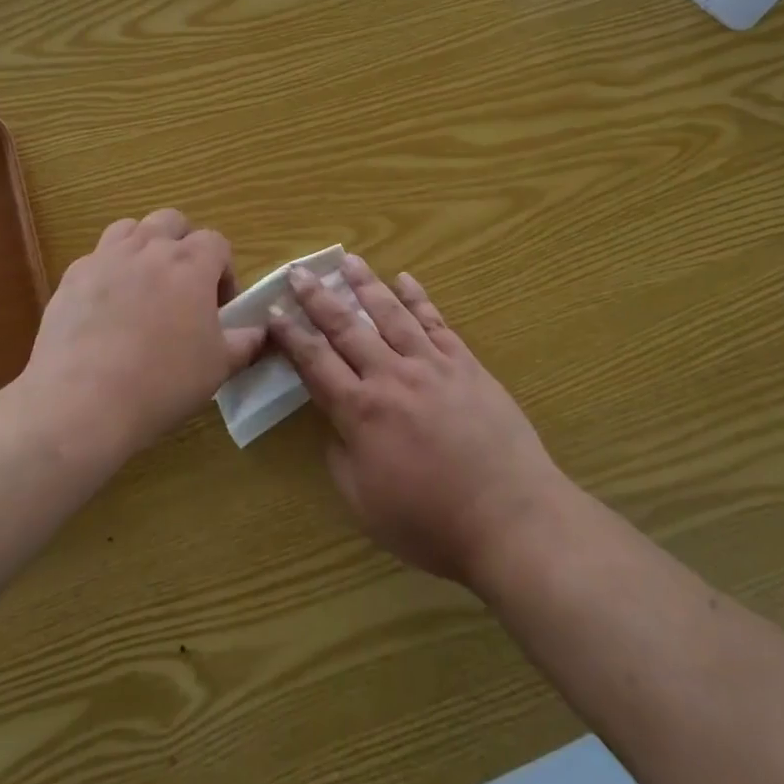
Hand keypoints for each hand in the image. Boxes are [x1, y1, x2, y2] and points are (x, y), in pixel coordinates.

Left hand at [19, 210, 264, 464]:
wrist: (81, 402)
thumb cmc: (162, 382)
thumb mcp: (219, 368)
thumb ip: (246, 343)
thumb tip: (262, 331)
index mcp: (191, 264)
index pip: (217, 242)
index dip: (223, 271)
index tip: (219, 308)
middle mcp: (149, 248)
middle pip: (172, 222)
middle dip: (183, 245)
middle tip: (183, 287)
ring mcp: (106, 258)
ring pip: (130, 229)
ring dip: (144, 247)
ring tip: (144, 286)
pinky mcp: (72, 276)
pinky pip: (96, 257)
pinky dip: (108, 271)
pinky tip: (107, 308)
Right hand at [267, 255, 571, 586]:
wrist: (509, 518)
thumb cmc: (431, 523)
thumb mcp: (365, 504)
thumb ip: (340, 458)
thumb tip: (335, 425)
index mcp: (361, 411)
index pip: (315, 362)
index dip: (291, 335)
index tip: (273, 311)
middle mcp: (391, 376)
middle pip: (346, 328)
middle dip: (318, 298)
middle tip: (298, 271)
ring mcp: (431, 364)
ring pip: (390, 314)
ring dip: (365, 285)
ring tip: (348, 260)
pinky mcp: (465, 364)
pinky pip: (436, 322)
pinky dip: (418, 298)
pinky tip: (406, 279)